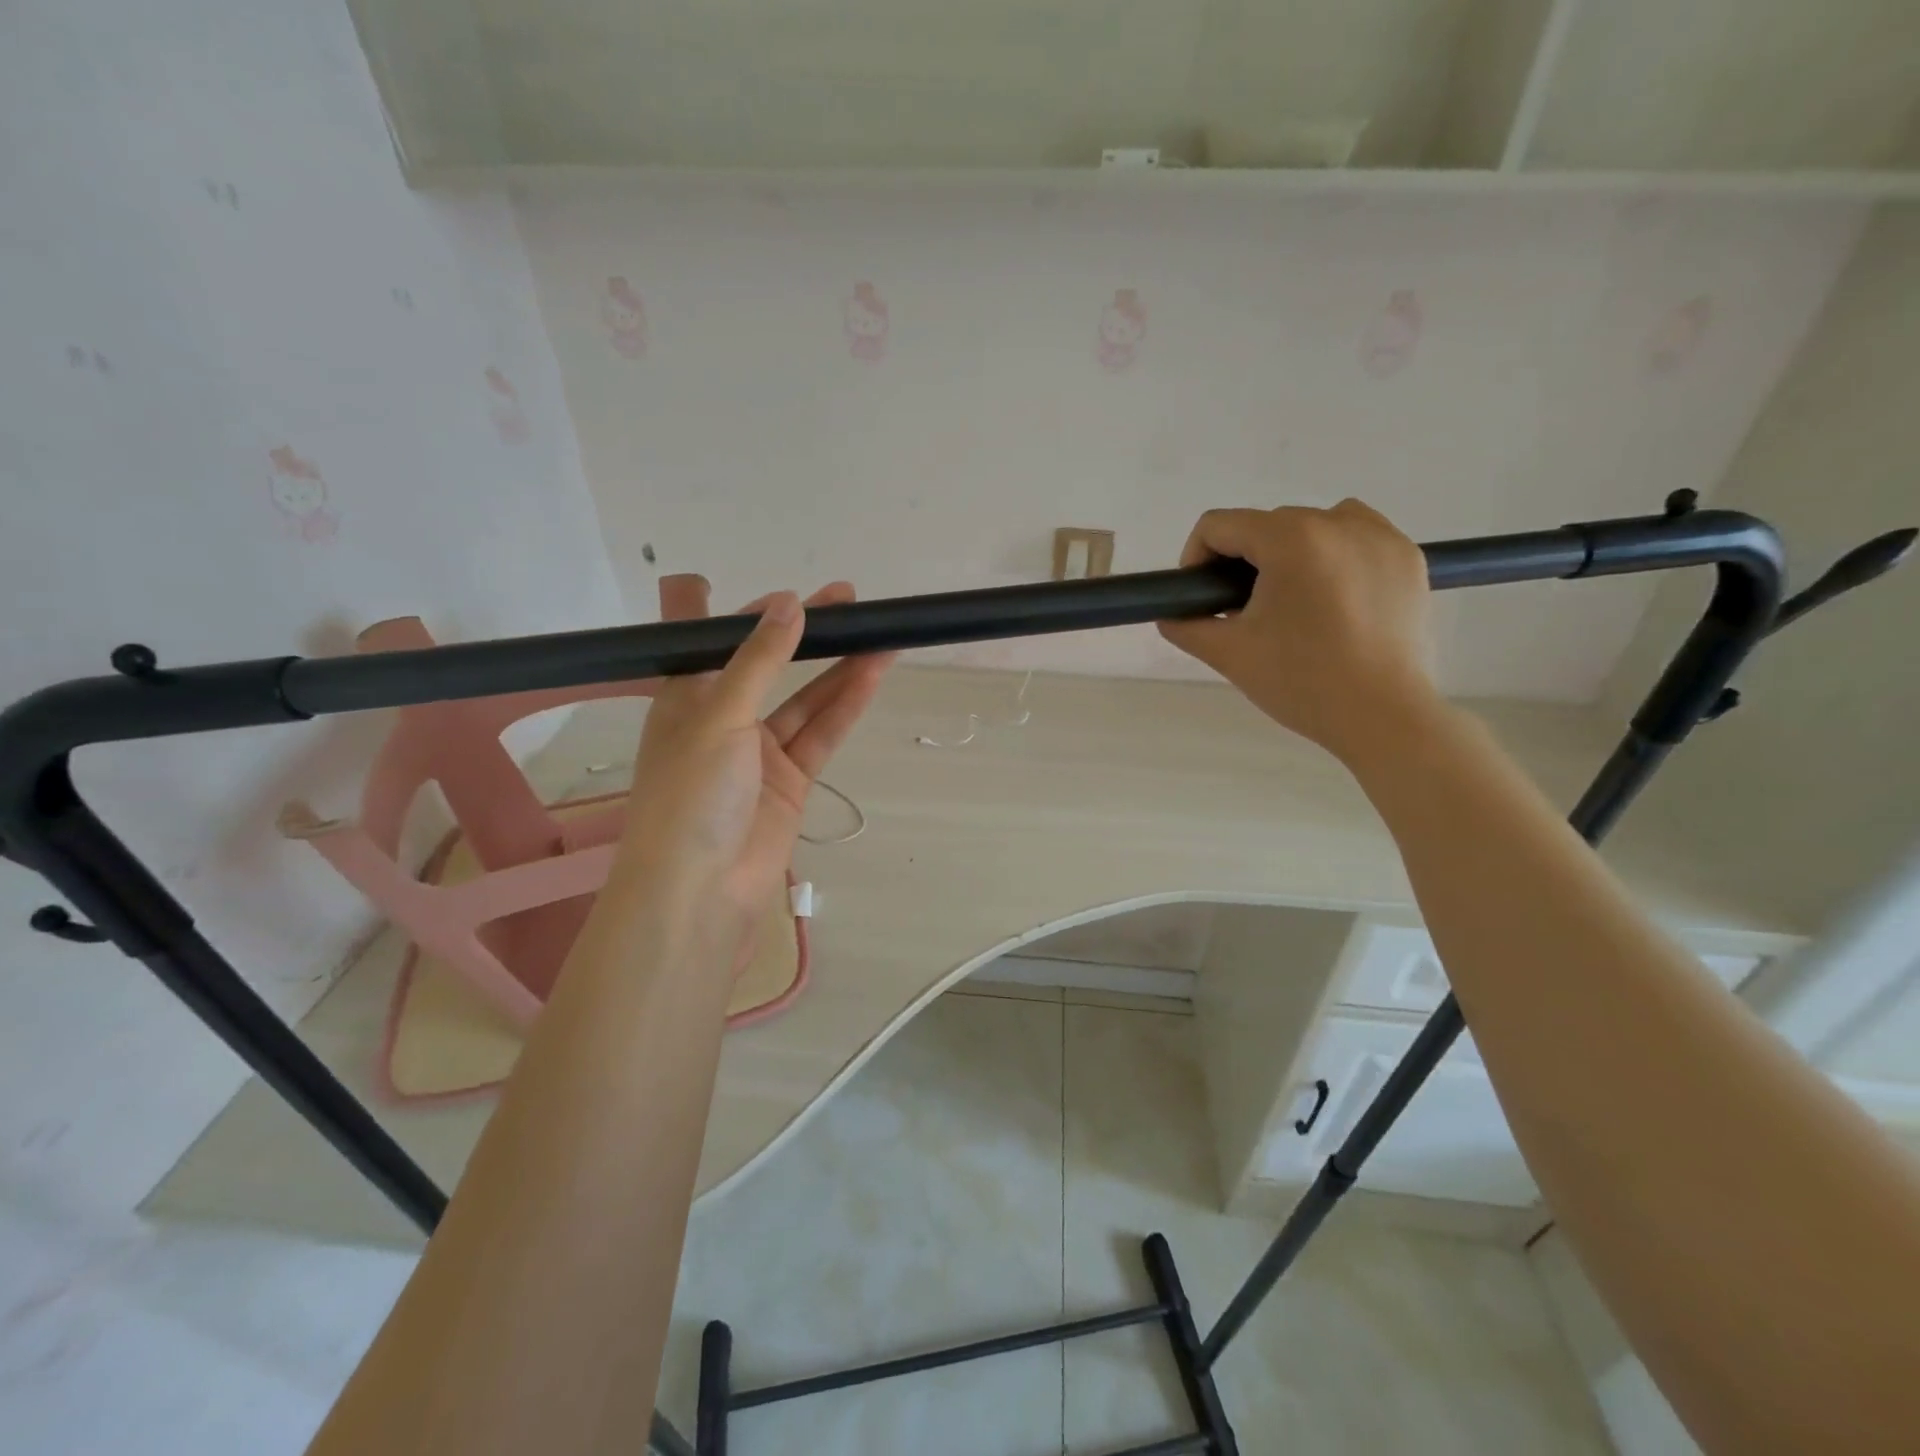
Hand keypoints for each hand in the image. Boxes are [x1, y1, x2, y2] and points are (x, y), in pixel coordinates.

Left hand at [620, 574, 892, 930]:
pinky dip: (847, 706)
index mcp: (685, 698)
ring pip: (806, 699)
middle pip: (770, 665)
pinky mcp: (791, 781)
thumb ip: (758, 660)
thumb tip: (789, 602)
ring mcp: (760, 753)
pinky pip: (822, 734)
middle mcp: (722, 719)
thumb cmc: (690, 794)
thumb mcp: (718, 716)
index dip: (745, 614)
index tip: (790, 594)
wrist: (700, 892)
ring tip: (880, 633)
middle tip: (850, 600)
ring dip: (840, 668)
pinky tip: (874, 674)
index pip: (711, 641)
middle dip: (807, 634)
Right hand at [1158, 501, 1439, 760]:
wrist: (1383, 717)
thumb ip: (1186, 625)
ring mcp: (1380, 536)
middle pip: (1264, 526)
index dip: (1196, 559)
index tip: (1202, 599)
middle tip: (1245, 614)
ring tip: (1291, 604)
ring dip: (1289, 555)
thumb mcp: (1228, 654)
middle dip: (1244, 564)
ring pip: (1311, 526)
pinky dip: (1334, 557)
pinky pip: (1356, 537)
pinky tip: (1333, 600)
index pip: (1218, 525)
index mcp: (1289, 539)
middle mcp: (1337, 522)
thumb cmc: (1300, 682)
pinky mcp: (1408, 557)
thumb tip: (1171, 614)